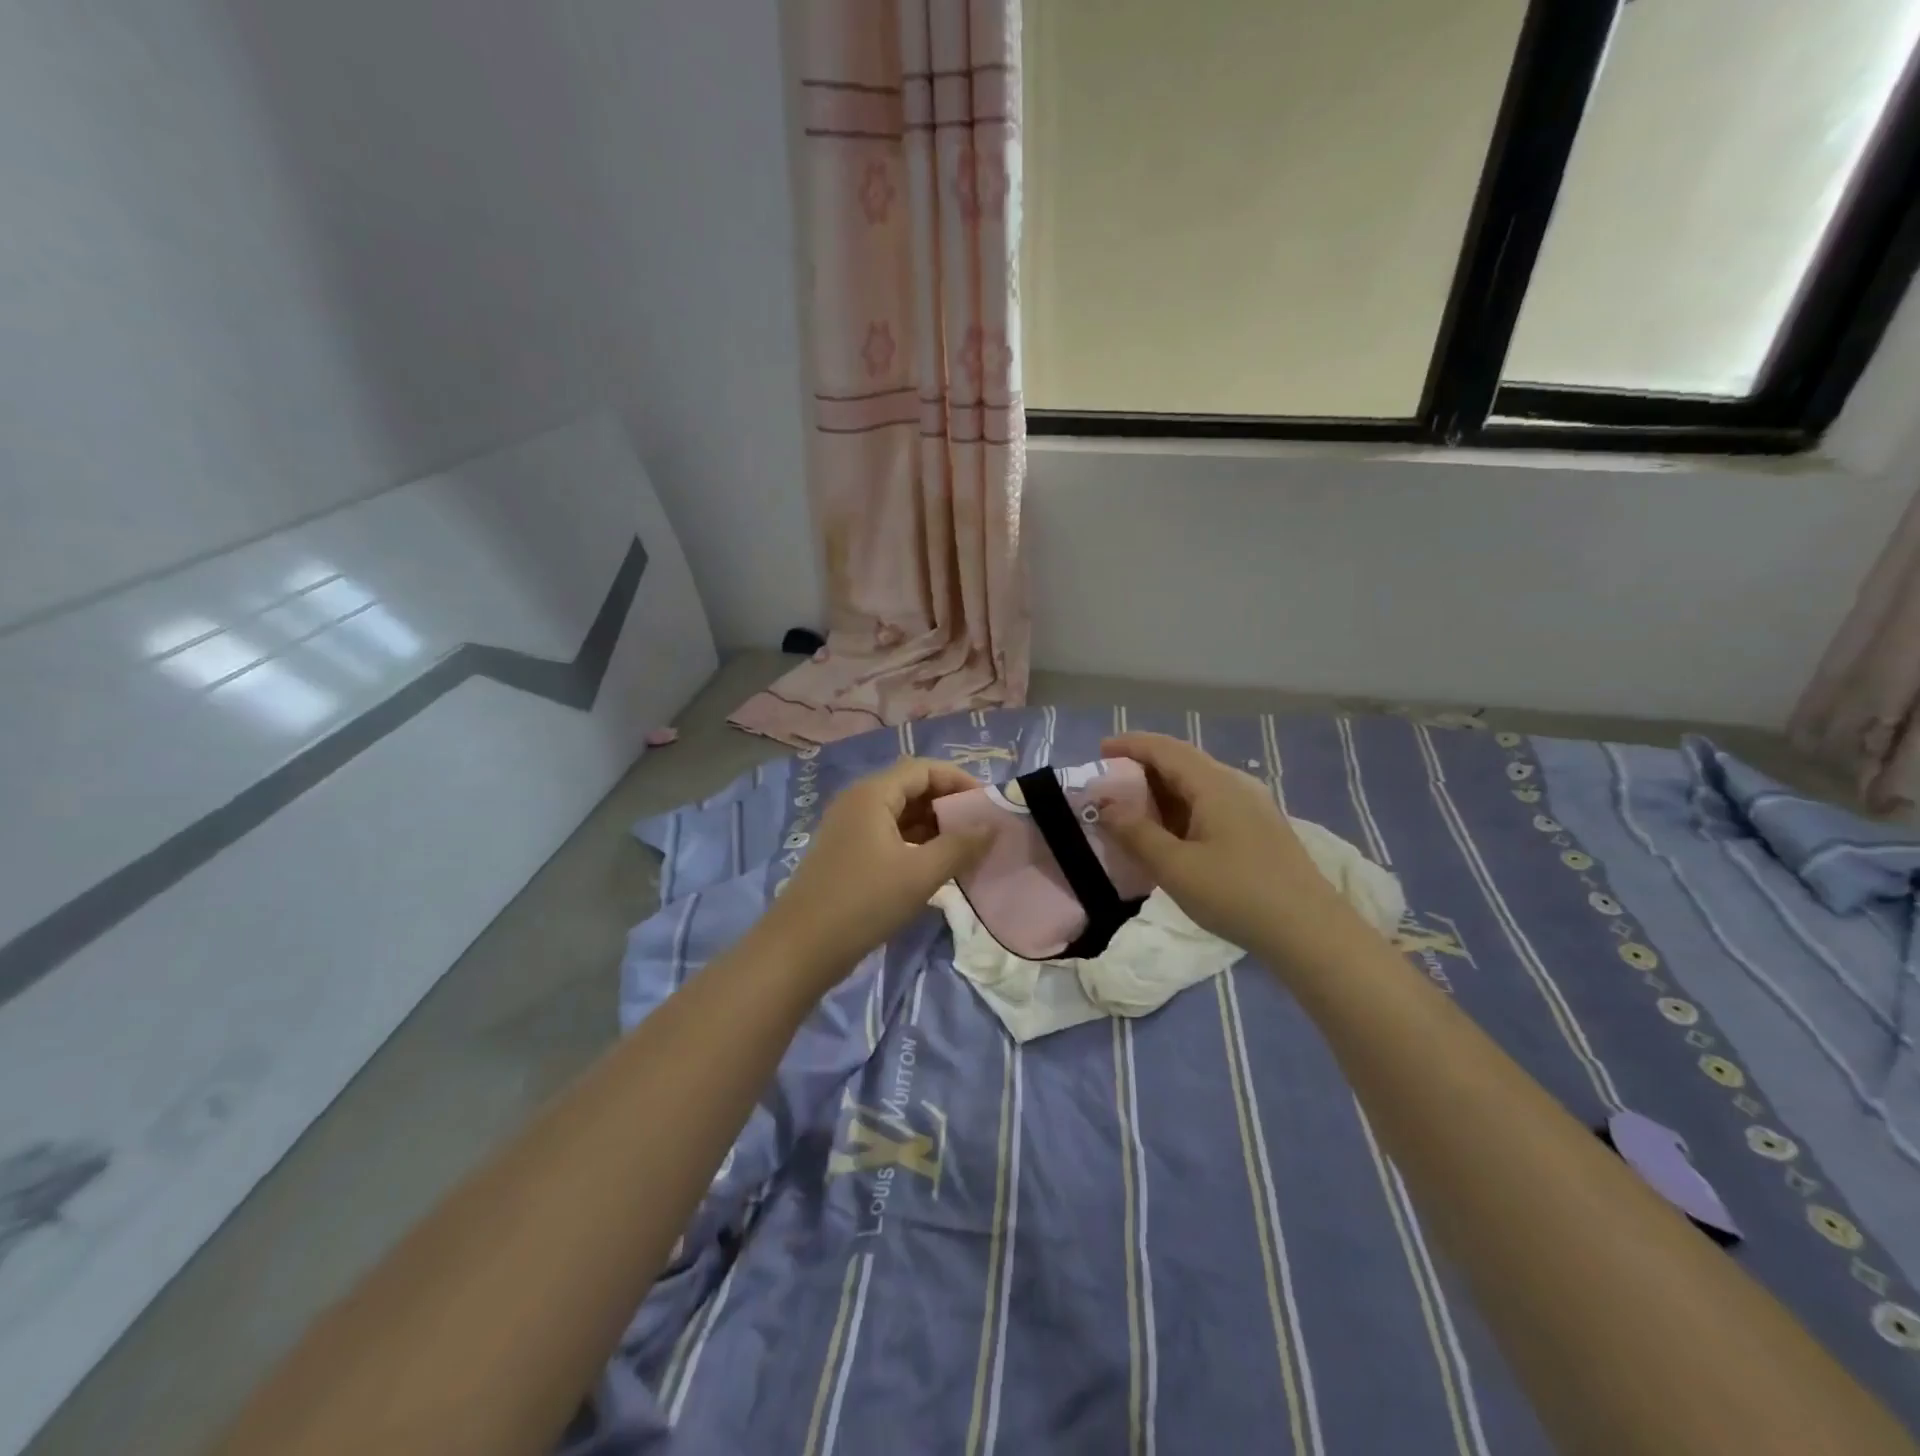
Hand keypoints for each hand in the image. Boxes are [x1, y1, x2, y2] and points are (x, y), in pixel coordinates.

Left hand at [756, 757, 987, 987]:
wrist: (800, 949)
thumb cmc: (863, 903)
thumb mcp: (920, 874)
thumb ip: (960, 846)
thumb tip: (993, 826)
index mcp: (872, 794)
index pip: (923, 769)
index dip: (959, 780)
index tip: (987, 805)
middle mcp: (858, 802)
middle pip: (911, 788)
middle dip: (948, 804)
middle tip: (980, 828)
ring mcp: (849, 828)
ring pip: (900, 814)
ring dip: (933, 826)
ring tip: (965, 848)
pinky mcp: (846, 853)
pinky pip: (888, 835)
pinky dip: (915, 843)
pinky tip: (935, 865)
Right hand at [1099, 731, 1354, 954]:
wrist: (1310, 932)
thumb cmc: (1237, 894)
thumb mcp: (1175, 867)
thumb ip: (1136, 833)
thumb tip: (1106, 806)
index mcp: (1215, 784)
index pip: (1165, 749)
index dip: (1130, 745)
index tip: (1099, 751)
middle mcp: (1235, 784)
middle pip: (1182, 762)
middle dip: (1143, 768)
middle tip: (1110, 785)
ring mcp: (1252, 806)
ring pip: (1198, 784)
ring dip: (1162, 791)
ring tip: (1132, 810)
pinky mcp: (1259, 828)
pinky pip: (1211, 803)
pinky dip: (1181, 808)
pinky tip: (1170, 833)